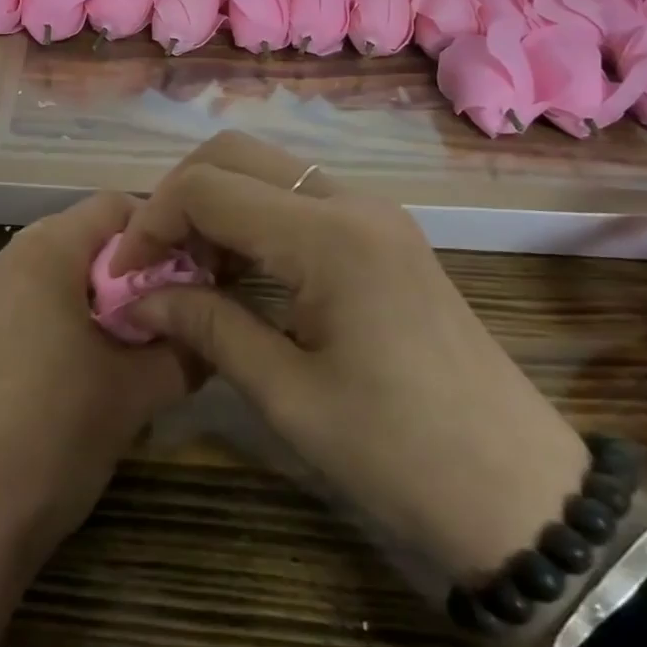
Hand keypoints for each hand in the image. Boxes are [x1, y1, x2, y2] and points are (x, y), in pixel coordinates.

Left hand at [0, 191, 192, 556]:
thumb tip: (214, 334)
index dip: (162, 234)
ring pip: (62, 275)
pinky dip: (74, 322)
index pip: (114, 206)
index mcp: (45, 250)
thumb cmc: (53, 429)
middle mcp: (10, 261)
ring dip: (106, 301)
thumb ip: (185, 350)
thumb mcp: (135, 391)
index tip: (197, 276)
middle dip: (136, 271)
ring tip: (142, 347)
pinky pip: (37, 307)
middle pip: (86, 238)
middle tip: (176, 313)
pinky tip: (97, 372)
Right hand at [112, 131, 588, 582]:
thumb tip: (140, 296)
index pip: (207, 187)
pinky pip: (297, 199)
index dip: (151, 222)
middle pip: (234, 154)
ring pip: (266, 170)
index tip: (124, 275)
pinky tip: (238, 272)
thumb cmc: (400, 454)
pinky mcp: (382, 234)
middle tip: (154, 263)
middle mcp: (351, 202)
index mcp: (327, 236)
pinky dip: (252, 218)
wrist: (523, 493)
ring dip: (215, 205)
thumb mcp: (288, 397)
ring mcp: (372, 213)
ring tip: (188, 271)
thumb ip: (207, 327)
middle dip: (178, 197)